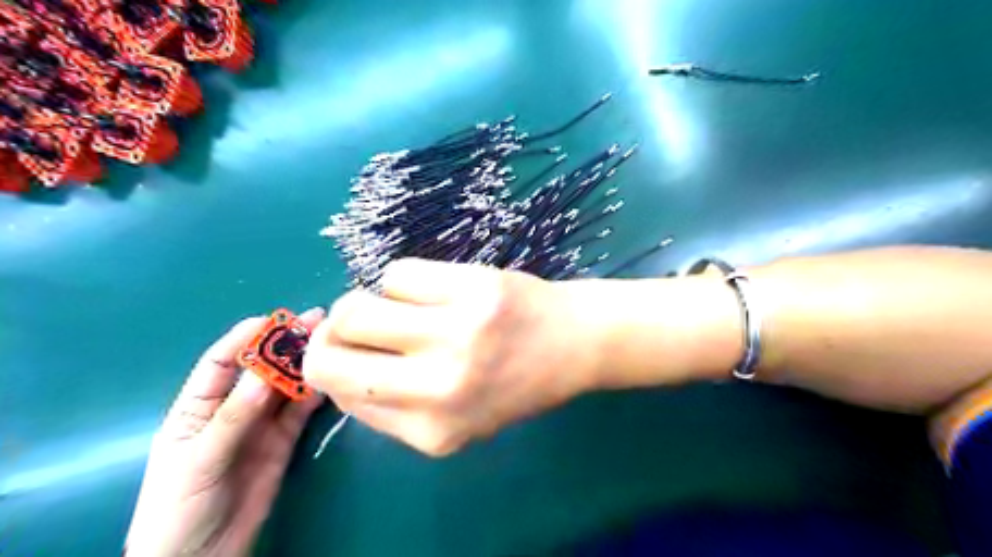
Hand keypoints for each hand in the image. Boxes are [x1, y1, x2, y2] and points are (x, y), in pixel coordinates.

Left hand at [125, 309, 326, 556]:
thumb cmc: (179, 508)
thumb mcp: (198, 460)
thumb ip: (232, 418)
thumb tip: (264, 376)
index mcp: (197, 407)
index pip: (221, 362)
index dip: (244, 338)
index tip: (272, 319)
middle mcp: (232, 408)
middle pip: (261, 368)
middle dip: (285, 344)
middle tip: (315, 321)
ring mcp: (260, 424)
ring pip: (286, 386)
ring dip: (305, 364)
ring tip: (329, 342)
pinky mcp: (283, 441)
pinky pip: (300, 411)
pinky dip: (314, 394)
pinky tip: (328, 379)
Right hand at [302, 260, 600, 454]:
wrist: (575, 343)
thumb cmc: (515, 382)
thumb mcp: (456, 418)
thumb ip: (394, 406)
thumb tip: (335, 363)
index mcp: (432, 432)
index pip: (340, 394)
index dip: (334, 366)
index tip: (349, 350)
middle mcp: (440, 388)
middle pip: (330, 352)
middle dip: (333, 333)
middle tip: (360, 323)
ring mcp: (458, 333)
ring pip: (356, 307)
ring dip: (366, 302)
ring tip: (401, 306)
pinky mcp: (474, 287)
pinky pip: (397, 273)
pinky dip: (405, 281)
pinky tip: (435, 289)